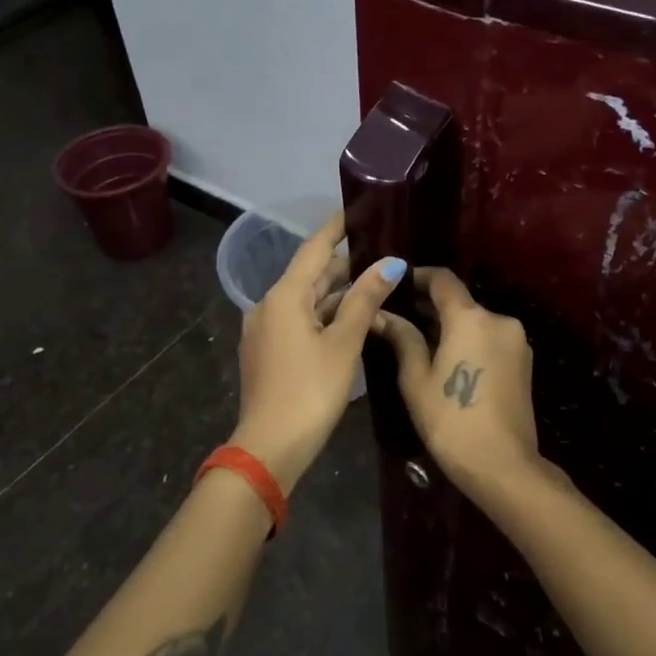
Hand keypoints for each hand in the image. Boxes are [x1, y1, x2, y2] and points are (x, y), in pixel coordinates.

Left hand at [231, 211, 406, 492]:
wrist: (270, 446)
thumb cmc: (311, 390)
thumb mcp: (344, 343)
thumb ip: (365, 300)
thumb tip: (389, 263)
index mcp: (284, 295)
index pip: (315, 248)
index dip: (336, 227)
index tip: (357, 209)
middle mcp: (269, 305)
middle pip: (311, 274)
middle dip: (345, 264)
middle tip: (382, 252)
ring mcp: (266, 329)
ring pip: (307, 300)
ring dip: (338, 294)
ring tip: (375, 285)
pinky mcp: (268, 351)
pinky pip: (300, 320)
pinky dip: (325, 315)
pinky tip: (351, 320)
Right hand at [373, 268, 549, 496]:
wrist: (503, 465)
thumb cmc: (451, 420)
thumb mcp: (416, 379)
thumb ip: (402, 339)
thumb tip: (381, 314)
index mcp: (470, 318)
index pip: (443, 279)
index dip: (418, 277)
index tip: (397, 285)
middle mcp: (498, 319)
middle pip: (460, 302)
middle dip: (431, 307)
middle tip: (400, 319)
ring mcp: (516, 340)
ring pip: (476, 322)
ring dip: (451, 327)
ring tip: (421, 344)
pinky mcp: (524, 361)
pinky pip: (490, 339)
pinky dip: (470, 342)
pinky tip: (450, 362)